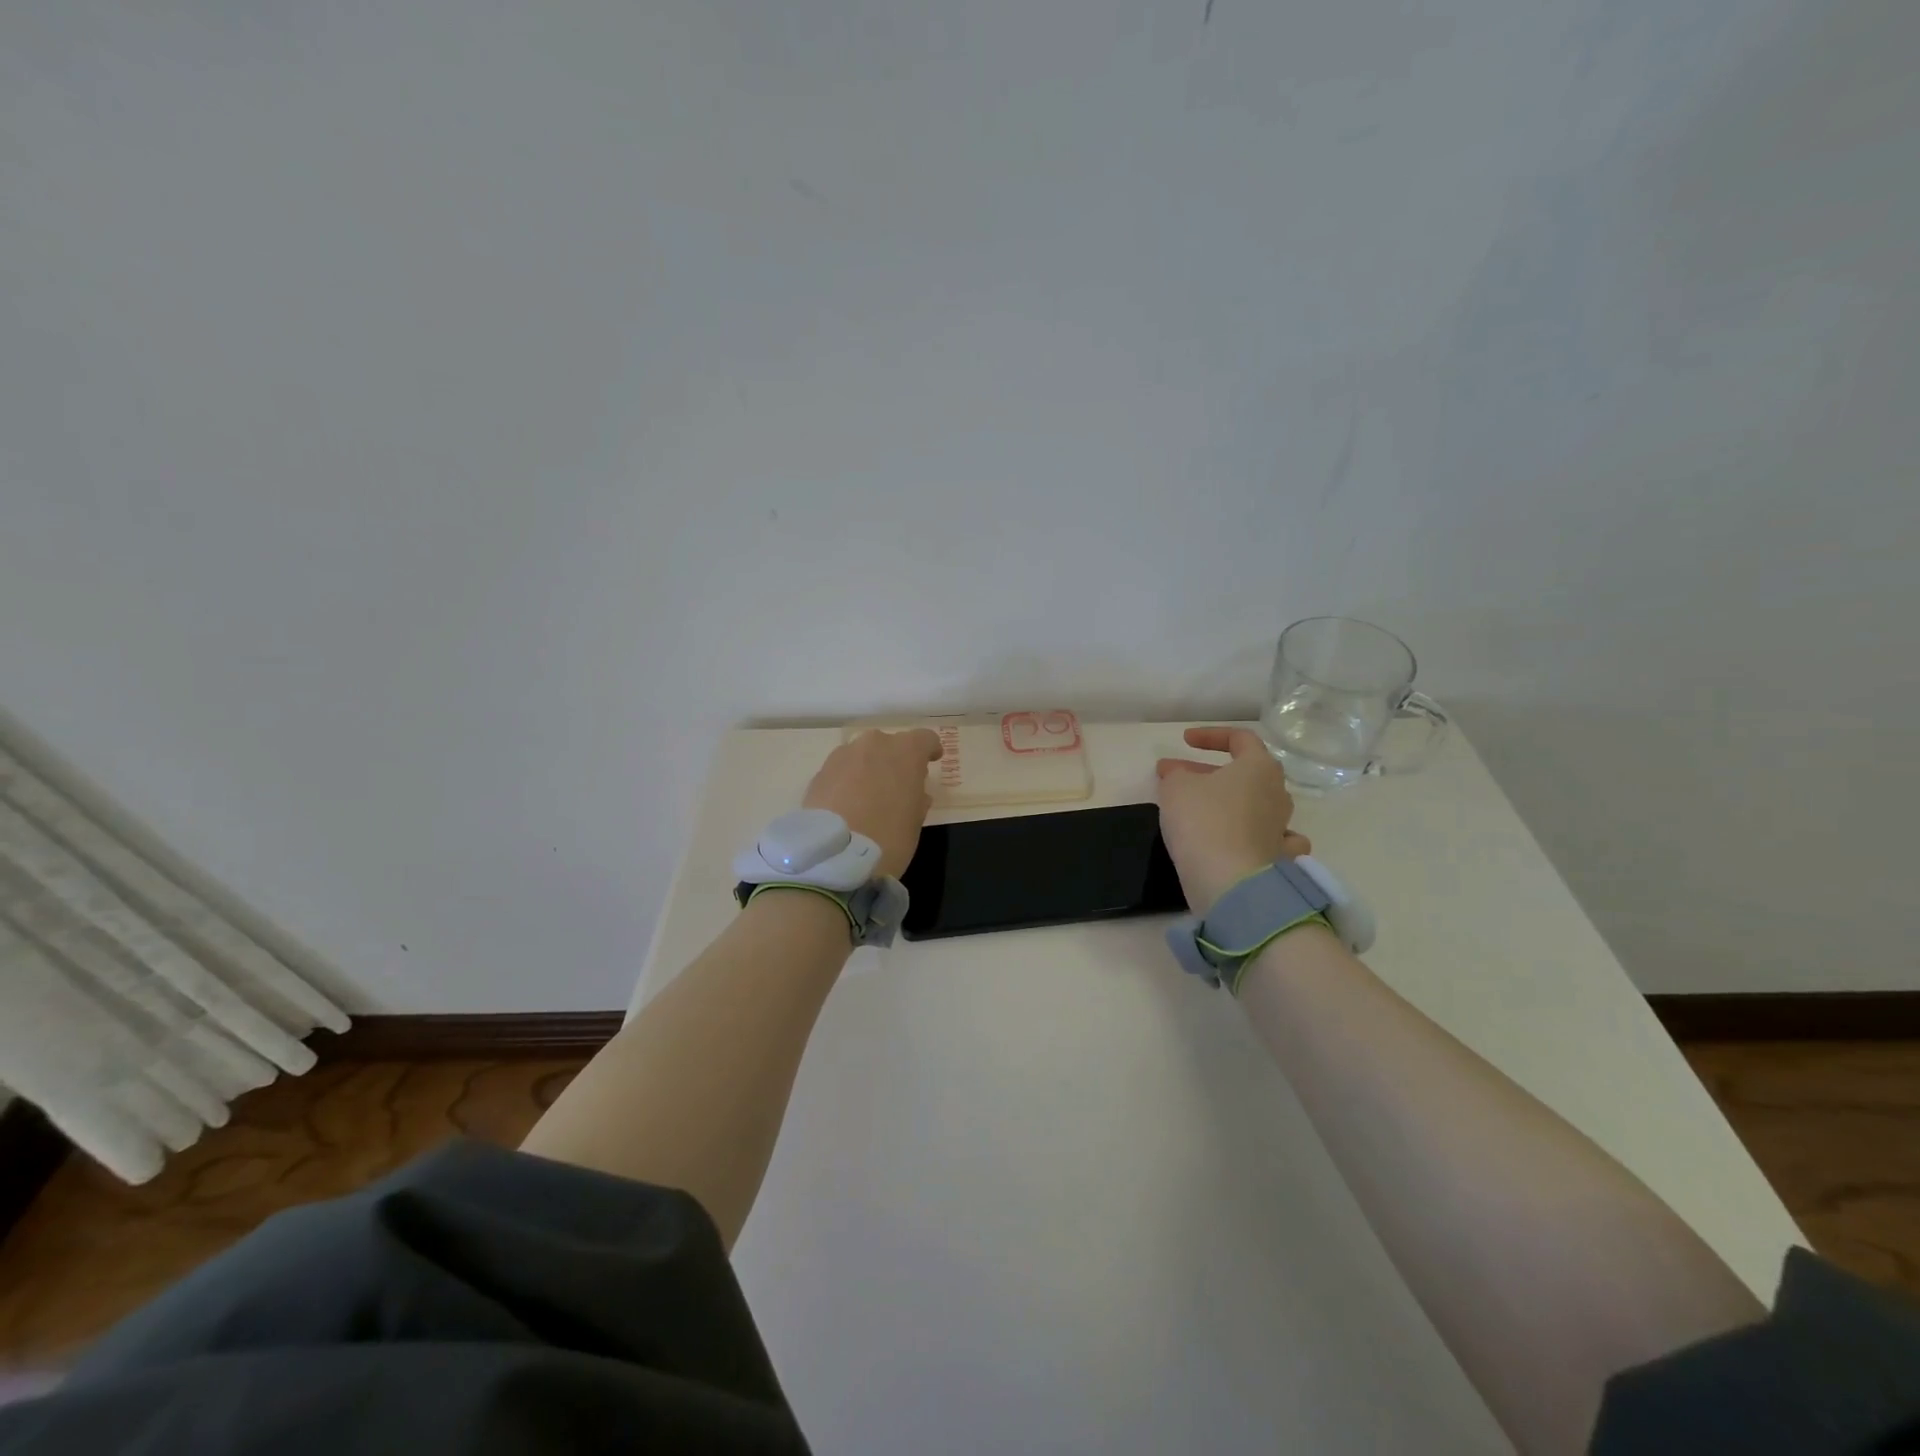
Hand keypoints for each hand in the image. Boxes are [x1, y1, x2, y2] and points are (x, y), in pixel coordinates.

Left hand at [802, 729, 942, 878]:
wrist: (835, 855)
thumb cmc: (889, 837)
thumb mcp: (916, 821)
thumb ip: (917, 799)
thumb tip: (914, 793)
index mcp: (906, 751)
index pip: (925, 738)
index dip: (930, 750)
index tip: (931, 761)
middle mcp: (874, 743)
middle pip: (890, 744)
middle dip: (895, 760)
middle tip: (897, 785)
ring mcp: (843, 754)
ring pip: (863, 755)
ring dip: (869, 768)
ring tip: (868, 796)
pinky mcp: (820, 771)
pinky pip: (842, 770)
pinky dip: (847, 781)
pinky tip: (846, 805)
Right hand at [1156, 726, 1310, 911]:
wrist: (1231, 883)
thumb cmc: (1204, 822)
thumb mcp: (1175, 787)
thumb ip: (1176, 774)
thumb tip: (1179, 774)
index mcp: (1259, 767)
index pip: (1240, 738)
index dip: (1210, 735)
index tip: (1184, 741)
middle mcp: (1277, 793)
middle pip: (1246, 773)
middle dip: (1208, 771)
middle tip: (1175, 777)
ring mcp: (1282, 828)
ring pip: (1255, 804)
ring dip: (1226, 802)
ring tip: (1198, 809)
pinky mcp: (1279, 860)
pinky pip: (1267, 839)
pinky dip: (1252, 835)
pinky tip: (1240, 839)